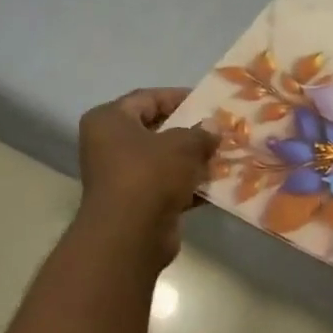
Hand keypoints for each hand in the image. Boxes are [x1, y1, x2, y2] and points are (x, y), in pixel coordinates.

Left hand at [76, 89, 216, 267]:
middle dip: (189, 131)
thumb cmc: (150, 176)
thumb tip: (212, 127)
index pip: (146, 98)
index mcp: (109, 121)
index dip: (178, 97)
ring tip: (224, 156)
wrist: (131, 235)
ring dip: (192, 160)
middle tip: (219, 130)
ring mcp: (121, 176)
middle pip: (155, 130)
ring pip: (163, 160)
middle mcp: (109, 145)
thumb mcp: (183, 145)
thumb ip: (200, 133)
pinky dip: (188, 185)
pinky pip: (166, 186)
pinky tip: (216, 186)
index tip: (208, 102)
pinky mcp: (136, 202)